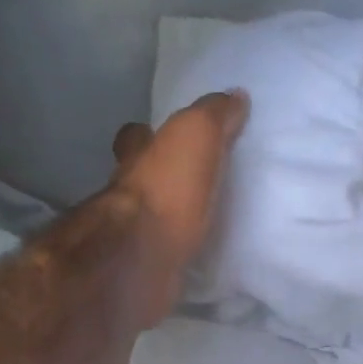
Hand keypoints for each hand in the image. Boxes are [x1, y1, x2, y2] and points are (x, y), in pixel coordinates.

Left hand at [109, 90, 248, 325]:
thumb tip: (235, 95)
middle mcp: (127, 193)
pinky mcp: (147, 268)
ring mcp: (133, 234)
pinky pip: (167, 254)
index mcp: (137, 157)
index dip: (146, 133)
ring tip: (203, 219)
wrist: (142, 257)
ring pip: (151, 218)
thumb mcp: (196, 135)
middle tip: (190, 181)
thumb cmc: (168, 188)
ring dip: (171, 217)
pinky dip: (179, 252)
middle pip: (139, 178)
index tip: (162, 134)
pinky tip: (200, 255)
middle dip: (158, 177)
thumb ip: (214, 115)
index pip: (136, 137)